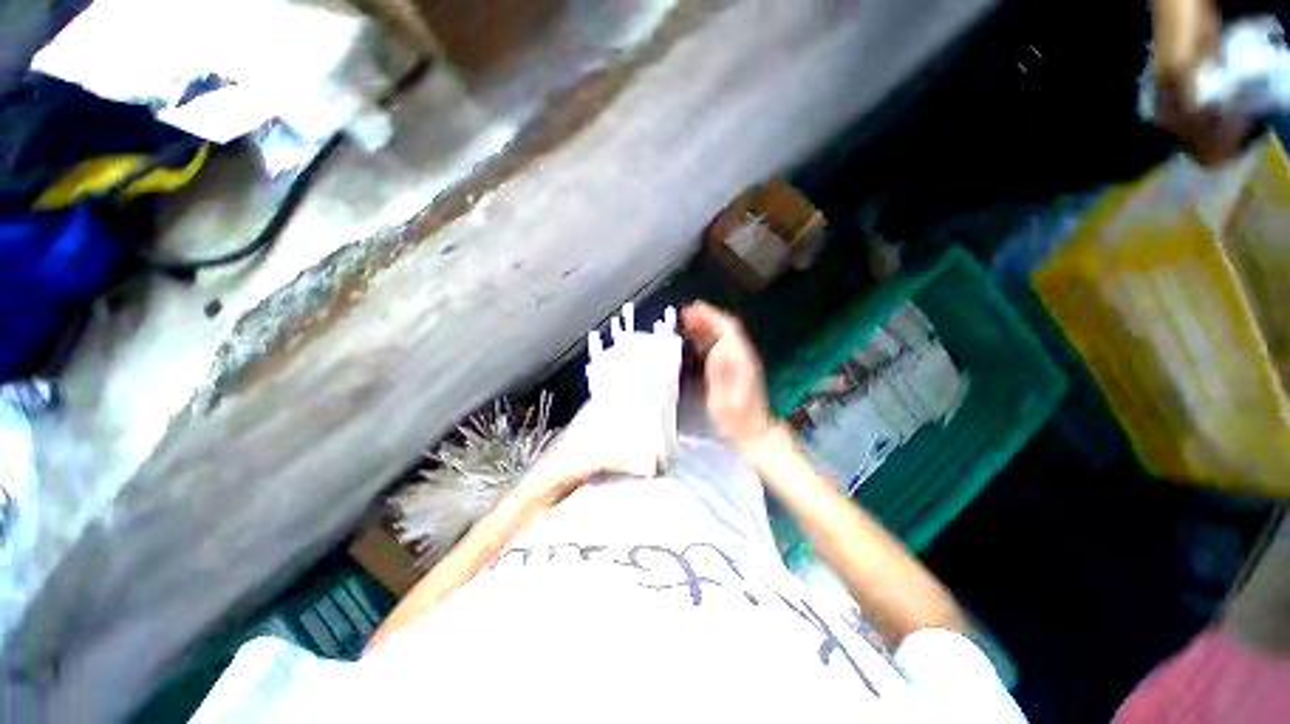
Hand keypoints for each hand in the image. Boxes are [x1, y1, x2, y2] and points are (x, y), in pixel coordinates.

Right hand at [681, 303, 774, 449]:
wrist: (753, 433)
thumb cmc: (737, 421)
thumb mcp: (725, 400)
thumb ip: (721, 375)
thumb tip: (717, 348)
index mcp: (741, 361)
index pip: (728, 329)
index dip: (710, 316)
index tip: (693, 310)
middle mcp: (742, 357)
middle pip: (726, 329)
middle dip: (706, 318)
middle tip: (684, 314)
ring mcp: (740, 363)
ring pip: (723, 337)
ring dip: (705, 327)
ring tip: (686, 323)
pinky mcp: (736, 370)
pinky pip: (721, 347)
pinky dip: (707, 340)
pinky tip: (696, 341)